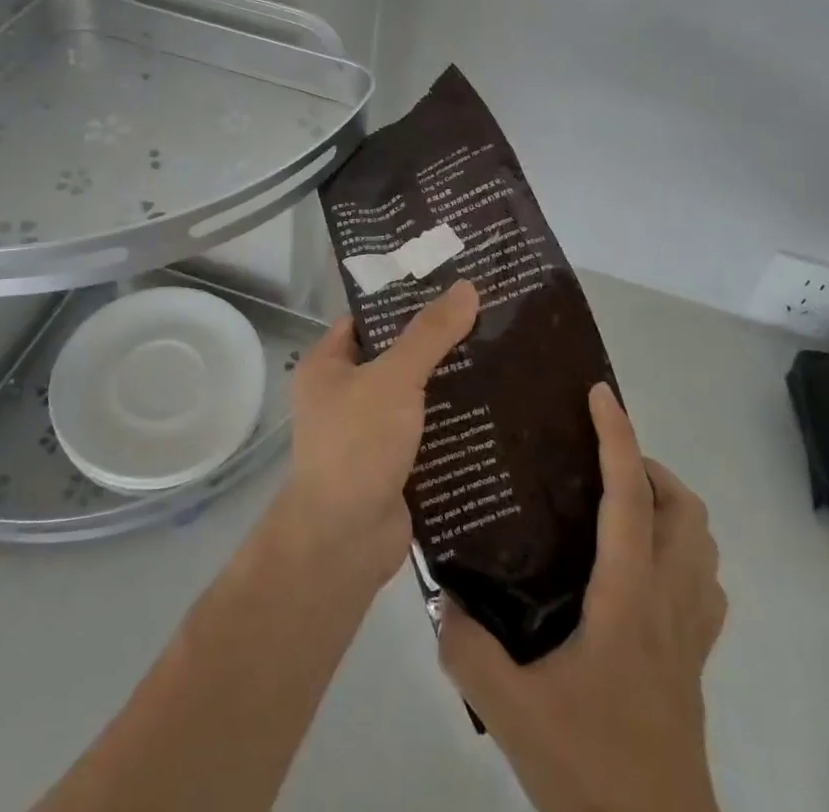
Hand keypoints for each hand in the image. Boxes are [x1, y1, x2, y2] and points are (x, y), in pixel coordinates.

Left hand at [278, 280, 479, 589]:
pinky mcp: (392, 466)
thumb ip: (430, 334)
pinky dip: (453, 426)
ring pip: (415, 397)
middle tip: (486, 322)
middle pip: (395, 357)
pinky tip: (494, 411)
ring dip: (450, 387)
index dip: (404, 302)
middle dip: (436, 345)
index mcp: (327, 365)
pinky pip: (426, 434)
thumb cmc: (357, 444)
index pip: (368, 319)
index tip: (449, 289)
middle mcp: (343, 394)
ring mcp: (368, 433)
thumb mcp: (394, 378)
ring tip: (501, 359)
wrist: (344, 541)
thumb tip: (467, 287)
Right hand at [438, 383, 726, 811]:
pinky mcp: (695, 666)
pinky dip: (683, 555)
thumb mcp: (511, 711)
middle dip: (649, 467)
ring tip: (618, 505)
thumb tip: (438, 593)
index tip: (599, 393)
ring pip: (703, 546)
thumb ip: (466, 647)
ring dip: (670, 508)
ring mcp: (690, 636)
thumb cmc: (592, 769)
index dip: (618, 437)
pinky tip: (640, 571)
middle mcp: (668, 603)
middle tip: (598, 462)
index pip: (630, 497)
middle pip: (685, 511)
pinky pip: (705, 588)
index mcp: (629, 597)